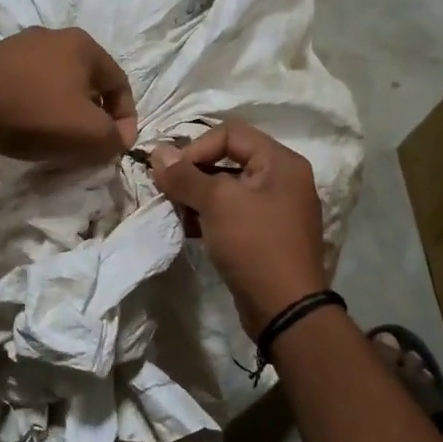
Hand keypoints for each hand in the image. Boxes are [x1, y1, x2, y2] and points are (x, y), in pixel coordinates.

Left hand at [0, 27, 136, 164]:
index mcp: (83, 45)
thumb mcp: (89, 134)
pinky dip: (35, 105)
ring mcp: (19, 45)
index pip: (120, 83)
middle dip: (94, 113)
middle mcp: (54, 36)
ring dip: (63, 109)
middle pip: (87, 80)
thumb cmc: (36, 113)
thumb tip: (120, 138)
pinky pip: (27, 84)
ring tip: (57, 136)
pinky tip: (26, 125)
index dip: (126, 118)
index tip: (118, 145)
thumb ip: (115, 138)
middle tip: (89, 141)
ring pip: (56, 81)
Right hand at [150, 121, 326, 335]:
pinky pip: (234, 214)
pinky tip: (188, 229)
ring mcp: (277, 209)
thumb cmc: (254, 244)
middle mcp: (284, 179)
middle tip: (168, 192)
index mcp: (281, 162)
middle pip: (230, 159)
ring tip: (175, 212)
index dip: (197, 147)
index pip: (231, 133)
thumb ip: (185, 176)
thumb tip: (157, 152)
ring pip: (229, 189)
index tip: (172, 173)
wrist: (285, 308)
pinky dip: (210, 217)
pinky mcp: (267, 236)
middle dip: (194, 173)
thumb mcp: (217, 203)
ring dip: (198, 196)